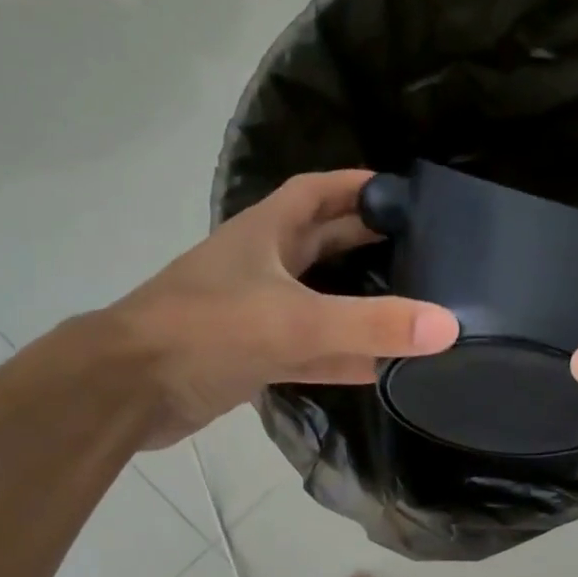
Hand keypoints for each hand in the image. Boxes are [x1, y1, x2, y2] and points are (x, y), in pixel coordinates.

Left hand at [110, 170, 458, 448]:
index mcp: (263, 235)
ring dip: (358, 301)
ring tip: (412, 303)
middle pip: (322, 243)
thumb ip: (371, 324)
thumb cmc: (205, 333)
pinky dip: (344, 356)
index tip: (404, 192)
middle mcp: (260, 268)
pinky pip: (311, 350)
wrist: (129, 391)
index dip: (356, 185)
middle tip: (422, 247)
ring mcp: (256, 315)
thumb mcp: (295, 322)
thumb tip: (448, 325)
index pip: (316, 193)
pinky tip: (382, 366)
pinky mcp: (253, 357)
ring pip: (319, 301)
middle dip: (366, 240)